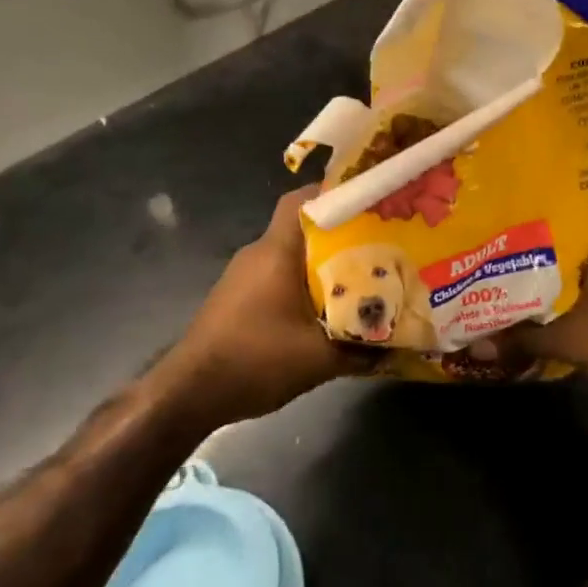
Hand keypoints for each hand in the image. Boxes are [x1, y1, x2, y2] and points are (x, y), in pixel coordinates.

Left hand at [149, 187, 373, 427]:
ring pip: (288, 254)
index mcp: (276, 252)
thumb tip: (397, 344)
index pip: (300, 201)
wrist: (190, 392)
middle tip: (375, 244)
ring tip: (357, 277)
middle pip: (300, 227)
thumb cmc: (254, 360)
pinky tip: (321, 308)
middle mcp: (257, 253)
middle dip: (337, 233)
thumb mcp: (318, 359)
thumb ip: (360, 349)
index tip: (366, 201)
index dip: (332, 194)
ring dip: (319, 262)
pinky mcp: (236, 297)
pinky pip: (275, 275)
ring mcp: (243, 275)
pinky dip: (299, 282)